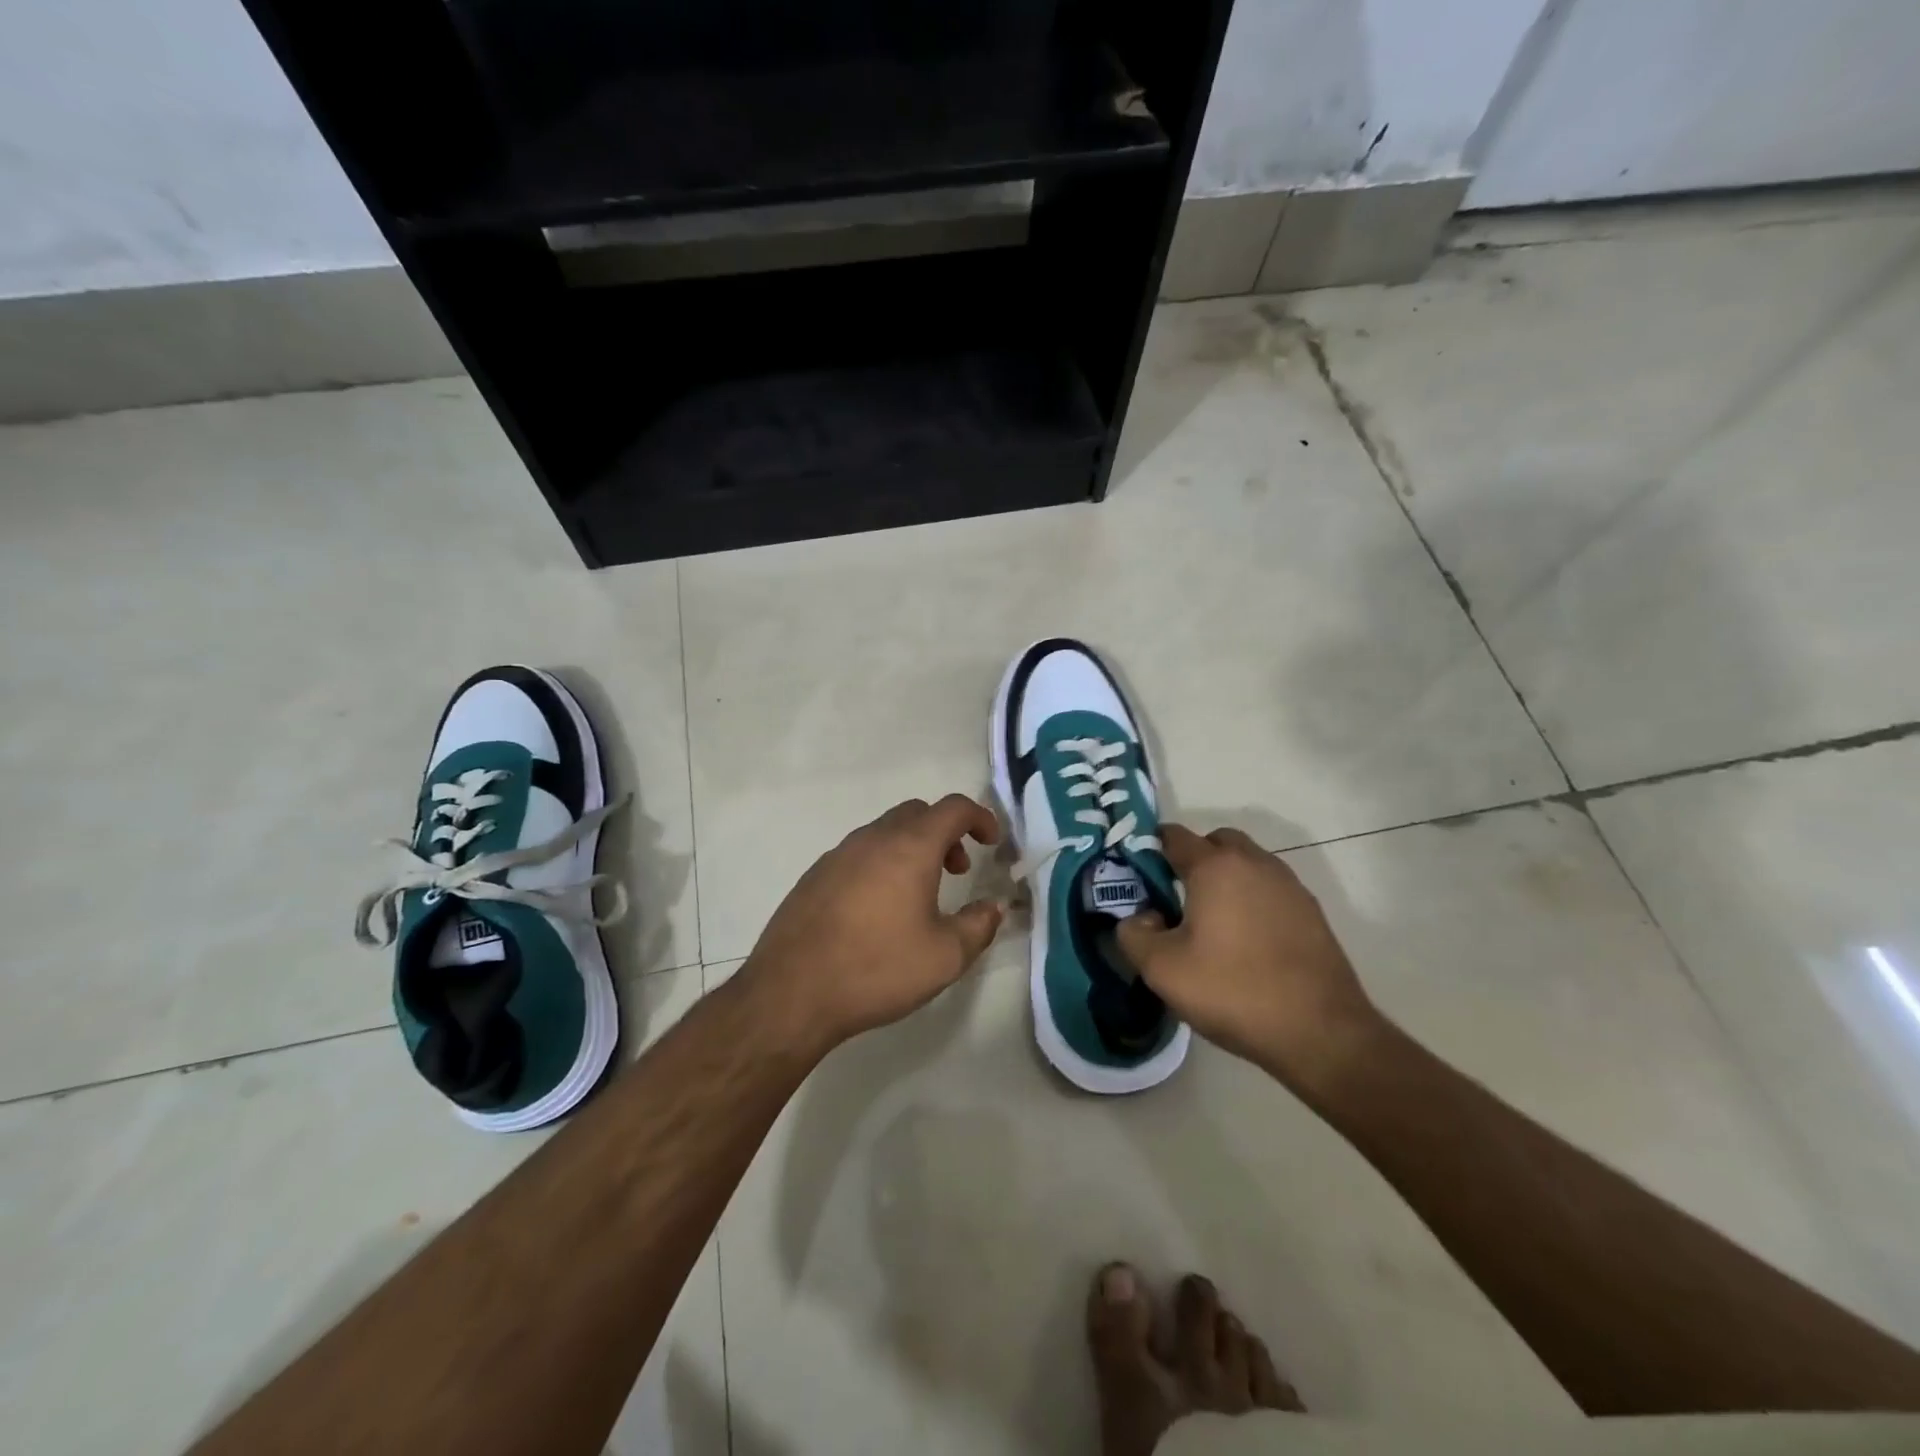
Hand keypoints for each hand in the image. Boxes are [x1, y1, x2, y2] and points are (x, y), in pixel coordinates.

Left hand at [739, 795, 1004, 1057]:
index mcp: (909, 847)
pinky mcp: (814, 876)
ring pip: (885, 832)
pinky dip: (881, 864)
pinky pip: (858, 854)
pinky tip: (877, 910)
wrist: (791, 993)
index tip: (992, 843)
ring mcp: (838, 854)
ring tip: (919, 894)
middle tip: (958, 870)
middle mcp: (872, 839)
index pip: (953, 808)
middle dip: (945, 832)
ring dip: (912, 848)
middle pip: (917, 813)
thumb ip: (979, 925)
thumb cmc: (877, 969)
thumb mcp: (945, 956)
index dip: (980, 817)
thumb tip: (993, 906)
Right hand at [1116, 824, 1379, 1086]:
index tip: (1138, 877)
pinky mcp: (1311, 913)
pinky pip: (1270, 890)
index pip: (1174, 837)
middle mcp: (1255, 863)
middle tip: (1175, 898)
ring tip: (1211, 924)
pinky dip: (1252, 901)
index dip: (1150, 850)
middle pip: (1216, 843)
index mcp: (1216, 867)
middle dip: (1193, 860)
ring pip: (1247, 865)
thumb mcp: (1162, 970)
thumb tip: (1139, 918)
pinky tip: (1245, 942)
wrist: (1321, 1033)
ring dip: (1225, 880)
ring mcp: (1289, 886)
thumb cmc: (1234, 991)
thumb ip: (1133, 935)